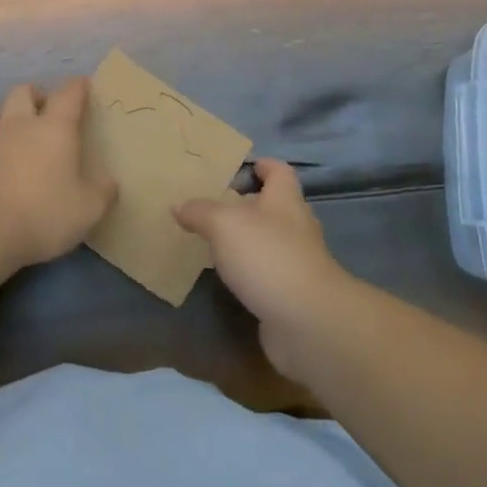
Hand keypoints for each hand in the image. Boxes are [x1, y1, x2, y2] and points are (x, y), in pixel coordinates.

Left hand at [0, 79, 115, 278]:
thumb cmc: (42, 213)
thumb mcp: (87, 210)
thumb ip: (102, 192)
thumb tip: (110, 182)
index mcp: (55, 128)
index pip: (69, 94)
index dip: (78, 87)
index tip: (84, 84)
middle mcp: (21, 124)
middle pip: (24, 92)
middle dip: (37, 94)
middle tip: (46, 108)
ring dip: (7, 113)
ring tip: (15, 129)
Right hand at [175, 159, 353, 377]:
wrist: (307, 321)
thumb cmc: (267, 256)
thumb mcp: (223, 224)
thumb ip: (200, 212)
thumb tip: (179, 205)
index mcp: (285, 200)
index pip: (279, 171)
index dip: (263, 165)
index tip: (241, 167)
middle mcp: (297, 227)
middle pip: (275, 206)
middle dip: (249, 204)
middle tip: (215, 206)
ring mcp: (298, 262)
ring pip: (271, 241)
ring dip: (248, 240)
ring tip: (215, 241)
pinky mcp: (294, 294)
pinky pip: (269, 273)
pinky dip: (251, 272)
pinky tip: (229, 278)